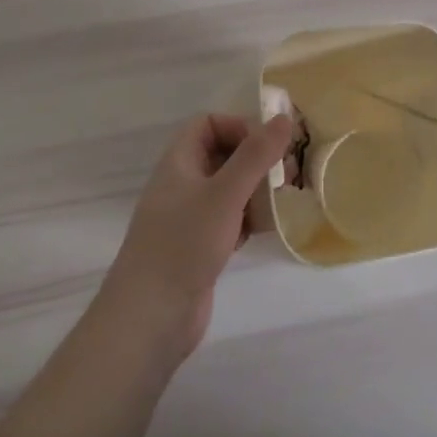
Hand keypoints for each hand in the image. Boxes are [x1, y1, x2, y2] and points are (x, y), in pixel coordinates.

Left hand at [98, 113, 294, 362]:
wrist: (150, 318)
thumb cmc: (184, 244)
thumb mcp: (225, 193)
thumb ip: (256, 155)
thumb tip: (285, 118)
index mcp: (179, 162)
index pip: (208, 124)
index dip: (238, 126)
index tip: (267, 146)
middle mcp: (182, 184)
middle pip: (222, 155)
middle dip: (255, 159)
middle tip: (286, 173)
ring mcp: (189, 217)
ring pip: (228, 189)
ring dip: (255, 190)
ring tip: (282, 200)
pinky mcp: (199, 247)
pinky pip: (228, 219)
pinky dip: (248, 219)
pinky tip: (265, 230)